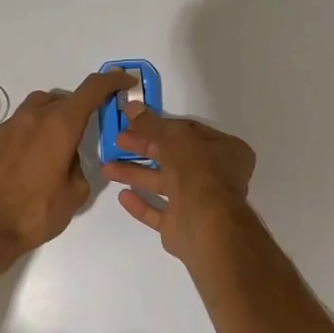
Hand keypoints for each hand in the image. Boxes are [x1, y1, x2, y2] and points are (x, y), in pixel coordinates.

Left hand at [0, 71, 129, 254]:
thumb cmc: (35, 214)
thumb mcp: (75, 194)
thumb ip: (79, 167)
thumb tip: (68, 159)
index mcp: (59, 126)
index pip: (91, 90)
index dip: (111, 80)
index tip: (123, 80)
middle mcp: (31, 118)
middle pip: (60, 99)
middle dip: (77, 108)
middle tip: (84, 130)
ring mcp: (5, 128)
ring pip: (34, 110)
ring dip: (50, 119)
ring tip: (54, 147)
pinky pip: (14, 130)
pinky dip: (27, 137)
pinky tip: (25, 165)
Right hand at [100, 105, 256, 259]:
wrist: (204, 223)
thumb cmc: (197, 170)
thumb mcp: (173, 137)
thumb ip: (151, 124)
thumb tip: (132, 106)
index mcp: (226, 150)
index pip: (189, 132)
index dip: (161, 125)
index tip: (135, 122)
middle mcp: (216, 176)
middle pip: (174, 156)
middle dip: (144, 148)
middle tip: (118, 141)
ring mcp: (199, 203)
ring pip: (164, 184)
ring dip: (137, 174)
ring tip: (107, 169)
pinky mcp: (182, 225)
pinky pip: (159, 212)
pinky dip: (142, 204)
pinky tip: (123, 196)